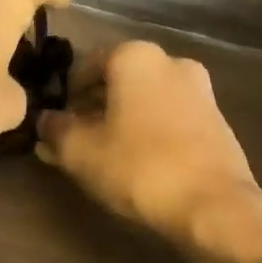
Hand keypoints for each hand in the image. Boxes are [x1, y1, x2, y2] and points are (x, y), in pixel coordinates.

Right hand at [37, 41, 261, 262]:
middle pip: (117, 80)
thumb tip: (45, 121)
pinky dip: (149, 131)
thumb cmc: (140, 168)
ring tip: (104, 156)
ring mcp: (199, 90)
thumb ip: (55, 130)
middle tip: (75, 142)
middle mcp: (171, 61)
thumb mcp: (81, 152)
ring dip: (120, 120)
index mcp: (135, 56)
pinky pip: (169, 117)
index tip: (55, 125)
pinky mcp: (216, 119)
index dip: (64, 95)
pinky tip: (139, 163)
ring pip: (144, 99)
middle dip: (93, 107)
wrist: (215, 206)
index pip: (84, 64)